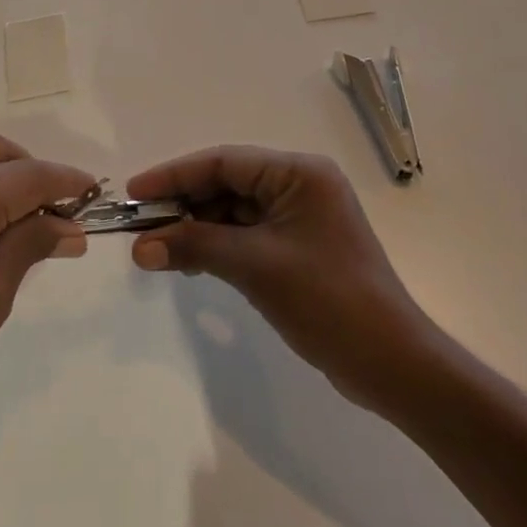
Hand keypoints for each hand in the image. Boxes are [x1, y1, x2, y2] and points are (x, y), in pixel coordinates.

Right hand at [126, 146, 431, 408]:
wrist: (391, 364)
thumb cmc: (327, 300)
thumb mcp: (255, 267)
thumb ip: (194, 247)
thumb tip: (139, 248)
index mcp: (298, 173)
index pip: (224, 162)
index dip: (175, 175)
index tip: (135, 192)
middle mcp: (300, 185)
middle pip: (227, 184)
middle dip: (183, 205)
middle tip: (141, 226)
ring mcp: (300, 217)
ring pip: (233, 210)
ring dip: (197, 228)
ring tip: (158, 250)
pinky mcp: (298, 246)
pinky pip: (247, 234)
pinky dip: (217, 245)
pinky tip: (191, 264)